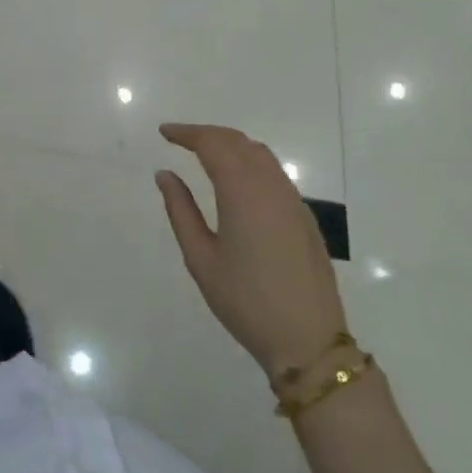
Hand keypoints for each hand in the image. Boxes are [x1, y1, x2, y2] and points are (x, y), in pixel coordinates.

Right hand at [155, 123, 349, 378]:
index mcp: (242, 192)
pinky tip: (236, 181)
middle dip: (207, 134)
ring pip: (260, 154)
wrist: (308, 340)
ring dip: (231, 145)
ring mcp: (292, 200)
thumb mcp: (201, 258)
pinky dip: (250, 162)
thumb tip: (165, 174)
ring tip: (205, 154)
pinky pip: (274, 173)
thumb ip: (181, 210)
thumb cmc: (245, 301)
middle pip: (238, 142)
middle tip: (180, 139)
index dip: (187, 133)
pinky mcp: (304, 216)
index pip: (212, 144)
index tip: (164, 132)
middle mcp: (271, 186)